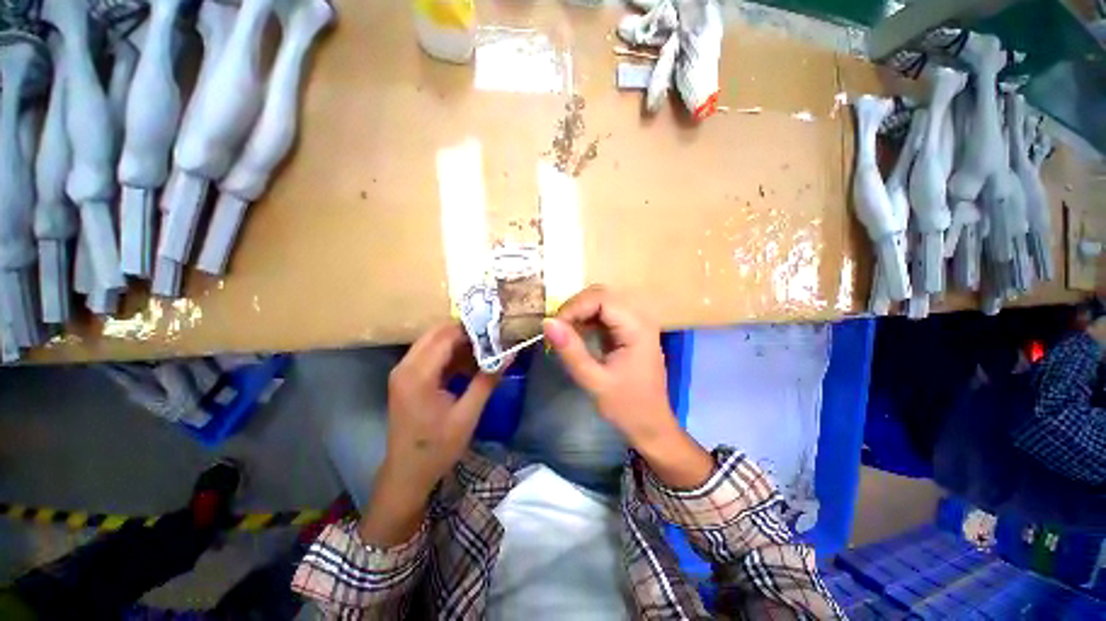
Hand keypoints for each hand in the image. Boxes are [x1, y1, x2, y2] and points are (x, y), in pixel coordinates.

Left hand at [358, 323, 500, 544]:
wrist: (407, 474)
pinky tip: (470, 363)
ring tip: (485, 349)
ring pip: (433, 342)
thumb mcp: (467, 414)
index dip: (472, 330)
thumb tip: (510, 354)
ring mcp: (403, 371)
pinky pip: (430, 355)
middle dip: (465, 332)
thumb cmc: (437, 448)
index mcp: (418, 375)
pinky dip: (450, 354)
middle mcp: (405, 366)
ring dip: (459, 342)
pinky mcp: (406, 378)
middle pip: (437, 333)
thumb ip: (487, 380)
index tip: (496, 330)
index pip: (446, 336)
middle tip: (492, 337)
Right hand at [543, 285, 712, 488]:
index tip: (555, 327)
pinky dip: (586, 320)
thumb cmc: (627, 407)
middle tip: (558, 330)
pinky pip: (604, 313)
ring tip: (565, 333)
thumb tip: (547, 322)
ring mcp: (636, 322)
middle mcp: (640, 317)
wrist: (652, 425)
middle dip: (575, 308)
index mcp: (637, 327)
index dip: (574, 307)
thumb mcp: (595, 381)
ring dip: (580, 313)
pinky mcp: (629, 329)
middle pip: (602, 294)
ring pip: (601, 301)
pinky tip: (577, 335)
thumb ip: (571, 351)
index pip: (601, 298)